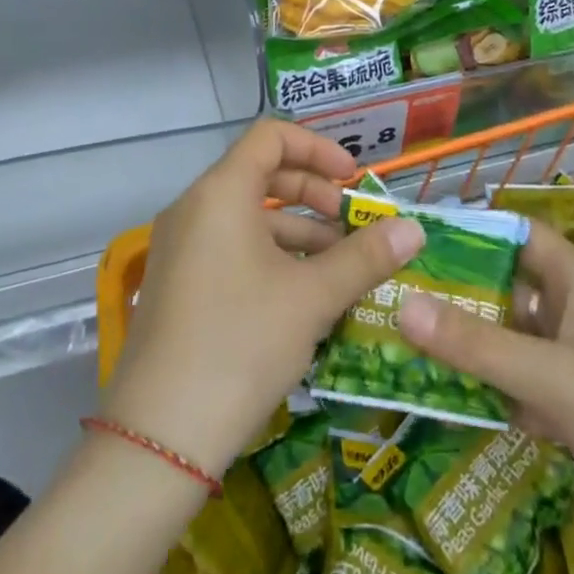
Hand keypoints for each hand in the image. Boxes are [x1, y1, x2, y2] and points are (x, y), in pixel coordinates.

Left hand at [102, 119, 424, 478]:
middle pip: (261, 173)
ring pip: (248, 216)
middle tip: (352, 227)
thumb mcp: (311, 298)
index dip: (318, 148)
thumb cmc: (241, 344)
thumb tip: (414, 229)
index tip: (353, 181)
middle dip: (313, 194)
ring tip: (340, 268)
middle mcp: (194, 207)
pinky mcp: (177, 282)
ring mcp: (180, 246)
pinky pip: (230, 246)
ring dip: (297, 231)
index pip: (271, 136)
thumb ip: (365, 257)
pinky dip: (270, 256)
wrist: (159, 437)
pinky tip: (303, 295)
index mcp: (221, 192)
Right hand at [397, 224, 573, 573]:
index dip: (474, 230)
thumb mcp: (556, 379)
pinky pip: (522, 389)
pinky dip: (488, 390)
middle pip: (509, 288)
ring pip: (512, 342)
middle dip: (459, 291)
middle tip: (394, 292)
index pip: (521, 235)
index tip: (415, 235)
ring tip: (403, 340)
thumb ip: (478, 346)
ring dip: (468, 344)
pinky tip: (443, 397)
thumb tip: (401, 303)